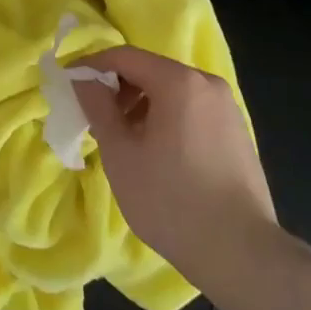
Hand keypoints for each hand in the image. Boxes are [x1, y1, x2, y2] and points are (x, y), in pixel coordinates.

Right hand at [75, 47, 276, 292]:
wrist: (241, 253)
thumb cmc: (171, 200)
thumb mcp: (121, 153)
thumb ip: (98, 106)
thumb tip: (83, 77)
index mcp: (179, 81)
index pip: (125, 56)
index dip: (93, 65)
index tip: (69, 83)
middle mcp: (207, 83)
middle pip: (152, 70)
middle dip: (119, 88)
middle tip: (97, 119)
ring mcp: (227, 107)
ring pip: (173, 91)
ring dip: (143, 105)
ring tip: (126, 140)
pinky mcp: (238, 132)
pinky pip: (192, 110)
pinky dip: (168, 118)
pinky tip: (158, 154)